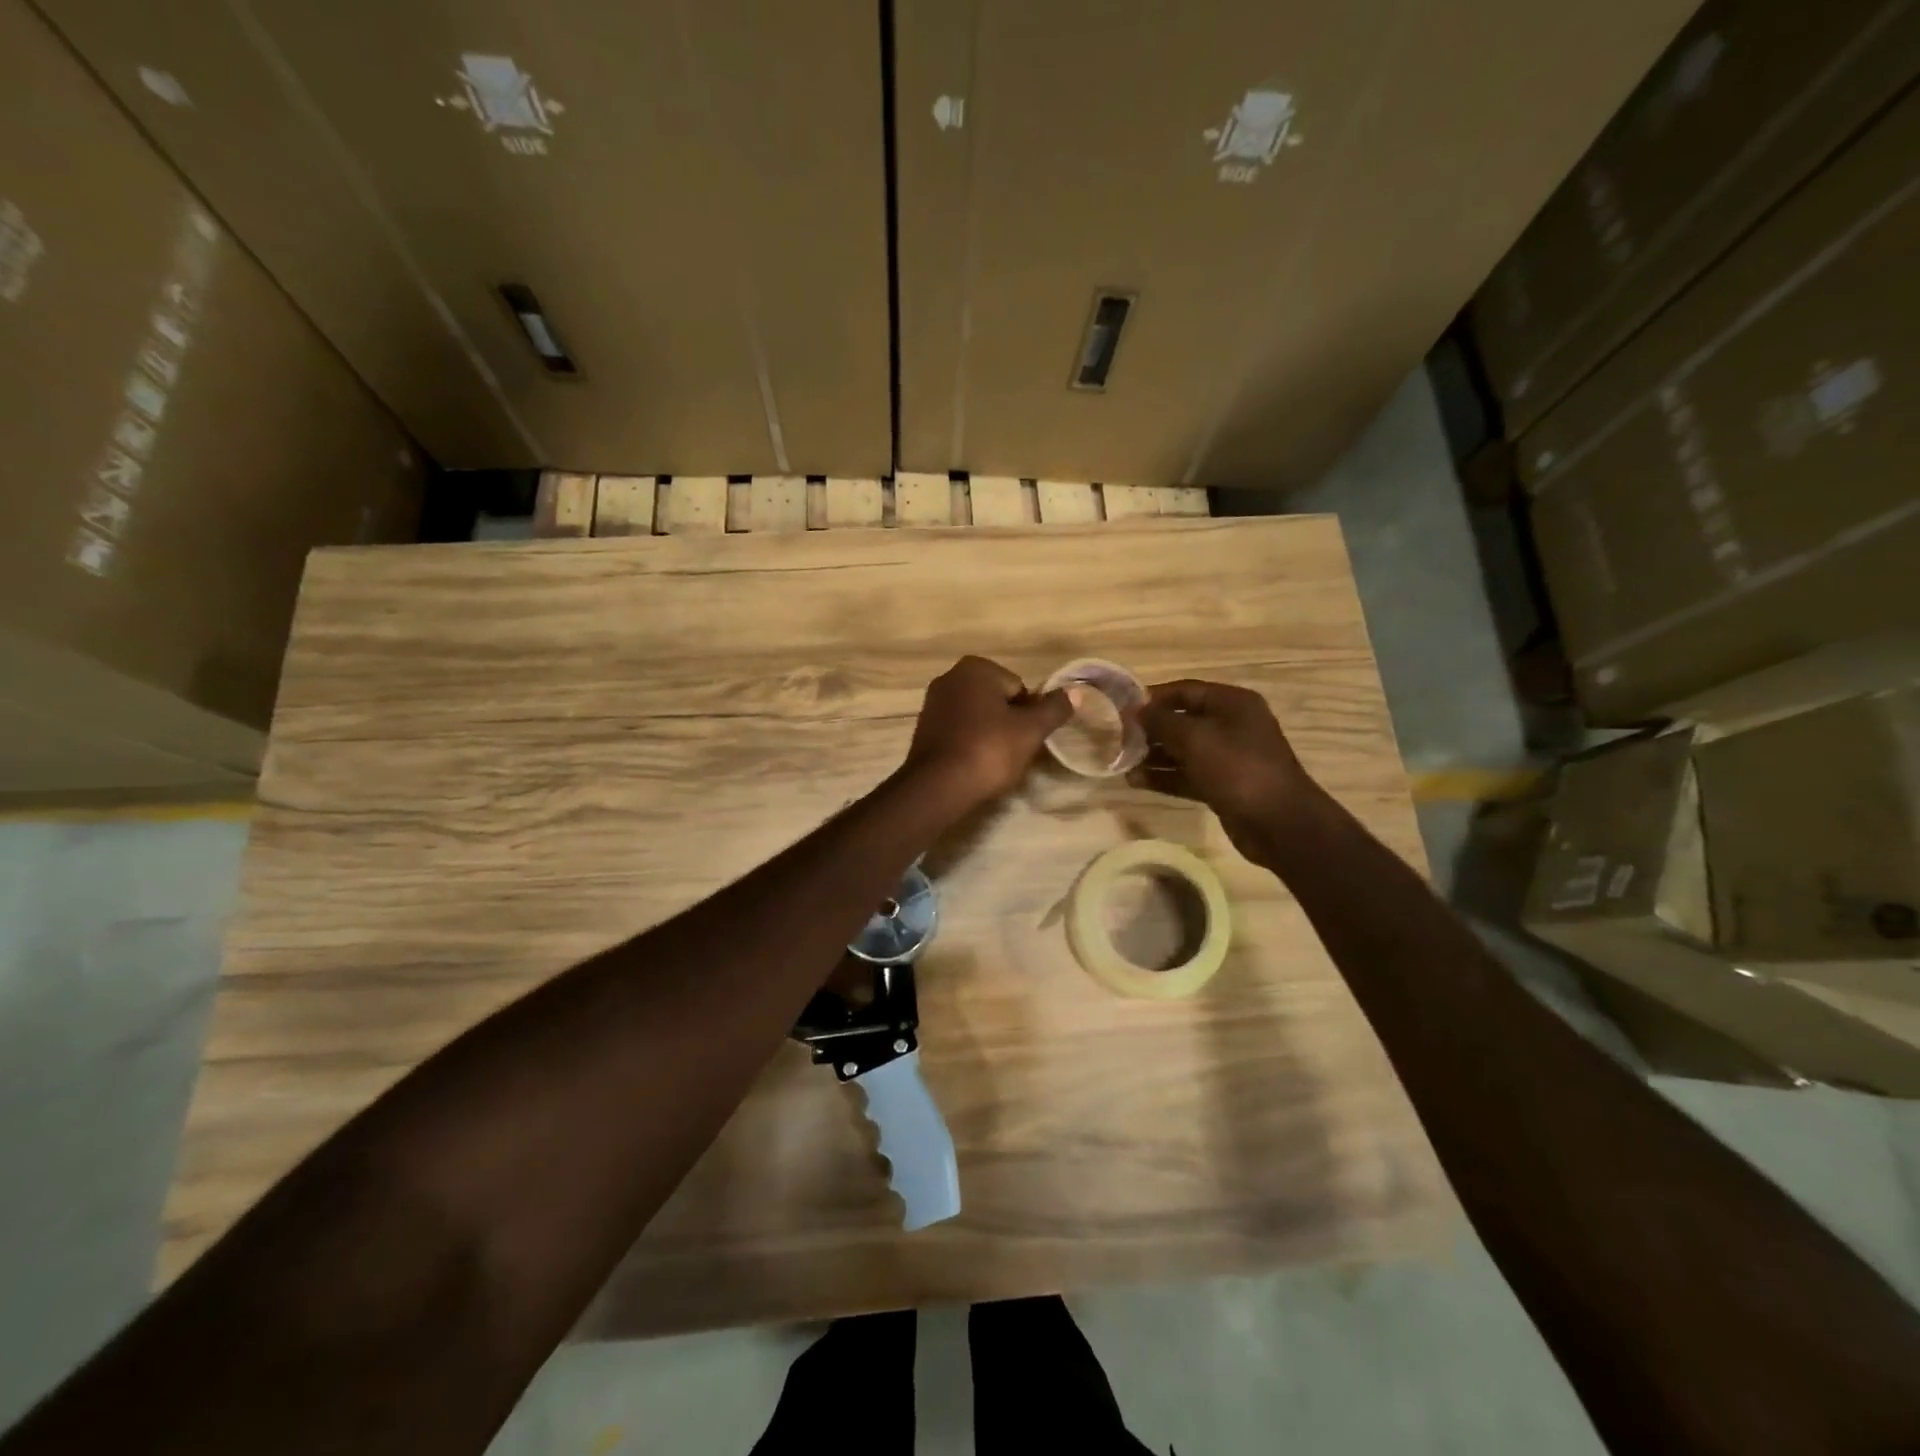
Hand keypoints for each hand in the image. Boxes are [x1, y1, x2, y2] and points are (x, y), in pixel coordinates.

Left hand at [904, 656, 1070, 808]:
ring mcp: (933, 703)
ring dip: (989, 733)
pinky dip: (969, 742)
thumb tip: (1075, 692)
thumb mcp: (1030, 730)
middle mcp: (950, 677)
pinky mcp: (924, 728)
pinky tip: (974, 764)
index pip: (1019, 687)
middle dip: (1008, 722)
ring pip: (977, 715)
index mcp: (975, 668)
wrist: (938, 786)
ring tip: (994, 761)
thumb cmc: (989, 750)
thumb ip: (1054, 709)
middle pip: (997, 700)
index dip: (1028, 714)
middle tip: (1013, 750)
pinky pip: (959, 730)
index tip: (1026, 737)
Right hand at [1133, 679, 1319, 858]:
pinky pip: (1188, 774)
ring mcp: (1229, 757)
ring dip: (1153, 755)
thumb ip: (1161, 721)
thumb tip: (1136, 711)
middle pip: (1183, 720)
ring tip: (1122, 763)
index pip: (1185, 690)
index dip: (1153, 698)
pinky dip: (1164, 776)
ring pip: (1183, 750)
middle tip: (1118, 739)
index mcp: (1232, 703)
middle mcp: (1232, 725)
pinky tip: (1136, 781)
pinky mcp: (1223, 785)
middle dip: (1151, 729)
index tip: (1122, 709)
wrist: (1278, 823)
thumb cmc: (1236, 768)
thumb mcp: (1194, 738)